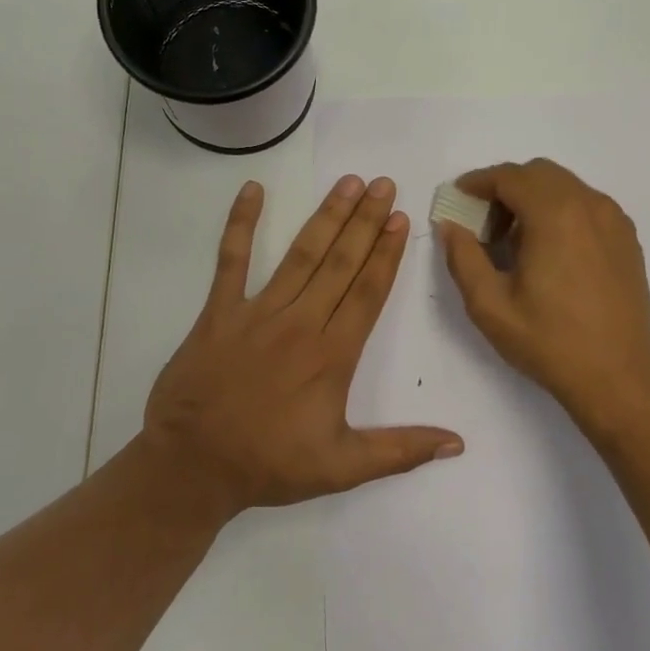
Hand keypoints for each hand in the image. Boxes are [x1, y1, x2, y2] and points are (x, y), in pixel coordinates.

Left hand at [143, 175, 464, 518]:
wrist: (192, 466)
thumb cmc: (269, 464)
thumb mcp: (342, 467)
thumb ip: (401, 451)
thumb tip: (457, 443)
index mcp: (331, 355)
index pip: (367, 292)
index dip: (387, 254)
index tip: (401, 219)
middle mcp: (300, 323)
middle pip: (340, 263)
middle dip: (365, 222)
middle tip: (384, 184)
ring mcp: (256, 312)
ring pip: (300, 255)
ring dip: (326, 217)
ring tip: (348, 183)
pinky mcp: (219, 312)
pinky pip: (231, 260)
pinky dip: (241, 224)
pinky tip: (252, 190)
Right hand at [438, 159, 649, 438]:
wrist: (618, 377)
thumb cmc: (549, 342)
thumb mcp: (490, 305)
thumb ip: (463, 258)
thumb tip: (450, 226)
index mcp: (555, 215)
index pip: (510, 177)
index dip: (478, 182)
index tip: (458, 198)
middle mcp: (590, 205)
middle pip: (540, 173)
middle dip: (506, 188)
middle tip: (483, 224)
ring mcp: (614, 221)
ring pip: (566, 187)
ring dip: (534, 198)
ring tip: (515, 241)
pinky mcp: (627, 239)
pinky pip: (587, 206)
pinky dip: (561, 211)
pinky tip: (549, 251)